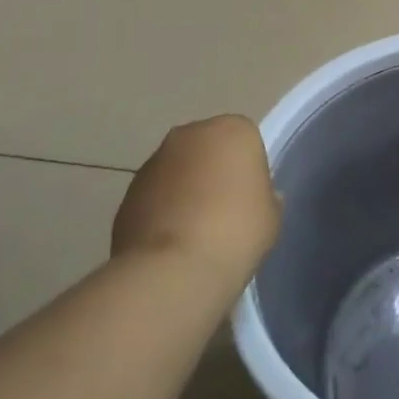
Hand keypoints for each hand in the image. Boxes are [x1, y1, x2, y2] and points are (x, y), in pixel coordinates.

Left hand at [111, 115, 280, 278]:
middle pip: (208, 147)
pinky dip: (162, 210)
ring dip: (184, 189)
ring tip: (194, 231)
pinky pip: (155, 195)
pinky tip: (171, 242)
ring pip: (178, 169)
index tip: (250, 196)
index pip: (246, 139)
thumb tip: (252, 198)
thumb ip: (264, 197)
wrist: (174, 269)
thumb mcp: (271, 215)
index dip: (249, 168)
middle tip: (224, 209)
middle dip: (213, 170)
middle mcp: (190, 134)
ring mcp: (154, 161)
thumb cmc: (237, 231)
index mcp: (232, 130)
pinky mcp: (127, 191)